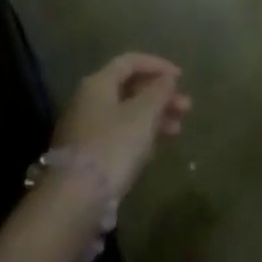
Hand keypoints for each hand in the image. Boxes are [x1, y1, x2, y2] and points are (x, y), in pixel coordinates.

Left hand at [53, 53, 191, 196]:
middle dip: (160, 95)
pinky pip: (119, 133)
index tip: (181, 77)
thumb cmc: (113, 146)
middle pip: (129, 88)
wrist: (75, 199)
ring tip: (178, 130)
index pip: (130, 61)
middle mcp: (88, 101)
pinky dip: (139, 134)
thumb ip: (158, 92)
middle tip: (186, 107)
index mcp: (98, 84)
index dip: (158, 65)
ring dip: (154, 116)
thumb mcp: (143, 115)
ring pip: (126, 112)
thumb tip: (167, 78)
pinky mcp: (87, 153)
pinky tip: (155, 147)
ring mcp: (85, 128)